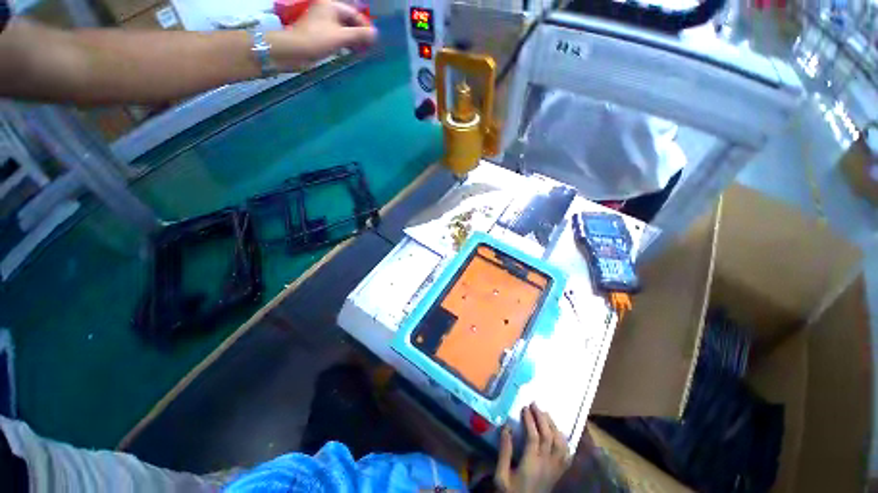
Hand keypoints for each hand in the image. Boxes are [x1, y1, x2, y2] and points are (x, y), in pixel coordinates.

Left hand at [268, 0, 376, 71]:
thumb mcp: (340, 37)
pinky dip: (345, 44)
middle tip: (368, 49)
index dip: (365, 27)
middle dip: (359, 35)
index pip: (355, 14)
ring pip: (344, 30)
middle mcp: (328, 11)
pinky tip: (350, 53)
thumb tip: (376, 34)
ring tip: (361, 53)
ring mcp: (323, 23)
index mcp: (332, 6)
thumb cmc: (317, 40)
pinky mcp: (320, 34)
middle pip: (349, 22)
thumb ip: (359, 35)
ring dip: (353, 41)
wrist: (294, 50)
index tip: (373, 41)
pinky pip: (337, 37)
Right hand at [495, 403, 571, 492]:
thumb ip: (505, 452)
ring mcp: (555, 470)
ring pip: (560, 444)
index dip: (530, 421)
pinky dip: (564, 442)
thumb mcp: (501, 476)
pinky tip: (559, 433)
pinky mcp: (558, 473)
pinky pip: (566, 456)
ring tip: (545, 414)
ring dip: (554, 427)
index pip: (534, 437)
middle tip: (534, 404)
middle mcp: (546, 465)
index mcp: (531, 464)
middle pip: (549, 437)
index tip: (524, 408)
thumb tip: (506, 427)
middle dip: (542, 418)